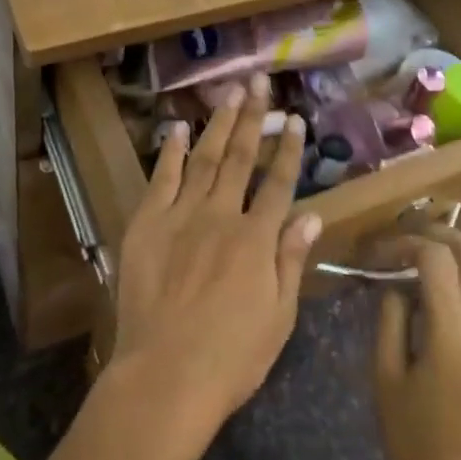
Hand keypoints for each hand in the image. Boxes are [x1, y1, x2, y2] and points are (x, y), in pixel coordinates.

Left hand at [109, 74, 322, 436]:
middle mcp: (221, 216)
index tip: (295, 119)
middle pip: (242, 158)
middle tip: (260, 82)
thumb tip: (313, 217)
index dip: (289, 150)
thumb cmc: (231, 357)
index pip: (278, 183)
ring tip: (230, 92)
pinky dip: (172, 152)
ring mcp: (181, 217)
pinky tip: (180, 129)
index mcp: (257, 239)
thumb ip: (292, 261)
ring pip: (205, 159)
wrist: (164, 377)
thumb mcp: (278, 317)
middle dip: (254, 117)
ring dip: (219, 124)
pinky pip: (162, 180)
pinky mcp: (147, 225)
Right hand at [374, 228, 460, 459]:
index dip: (406, 243)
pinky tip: (432, 293)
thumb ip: (390, 314)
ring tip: (415, 261)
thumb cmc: (409, 435)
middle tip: (404, 241)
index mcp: (455, 333)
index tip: (379, 252)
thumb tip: (396, 280)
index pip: (437, 258)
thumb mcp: (384, 371)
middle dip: (438, 234)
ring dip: (453, 254)